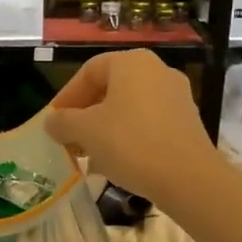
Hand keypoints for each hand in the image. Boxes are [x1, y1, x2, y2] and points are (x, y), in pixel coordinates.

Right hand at [44, 50, 220, 209]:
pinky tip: (116, 162)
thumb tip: (52, 122)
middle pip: (109, 88)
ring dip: (105, 128)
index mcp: (131, 62)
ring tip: (89, 155)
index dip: (66, 97)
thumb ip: (62, 122)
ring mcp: (176, 96)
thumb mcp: (85, 131)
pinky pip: (148, 123)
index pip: (88, 72)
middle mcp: (156, 71)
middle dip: (85, 115)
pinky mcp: (187, 122)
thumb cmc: (130, 143)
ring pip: (128, 107)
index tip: (53, 122)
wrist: (189, 178)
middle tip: (69, 139)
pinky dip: (128, 137)